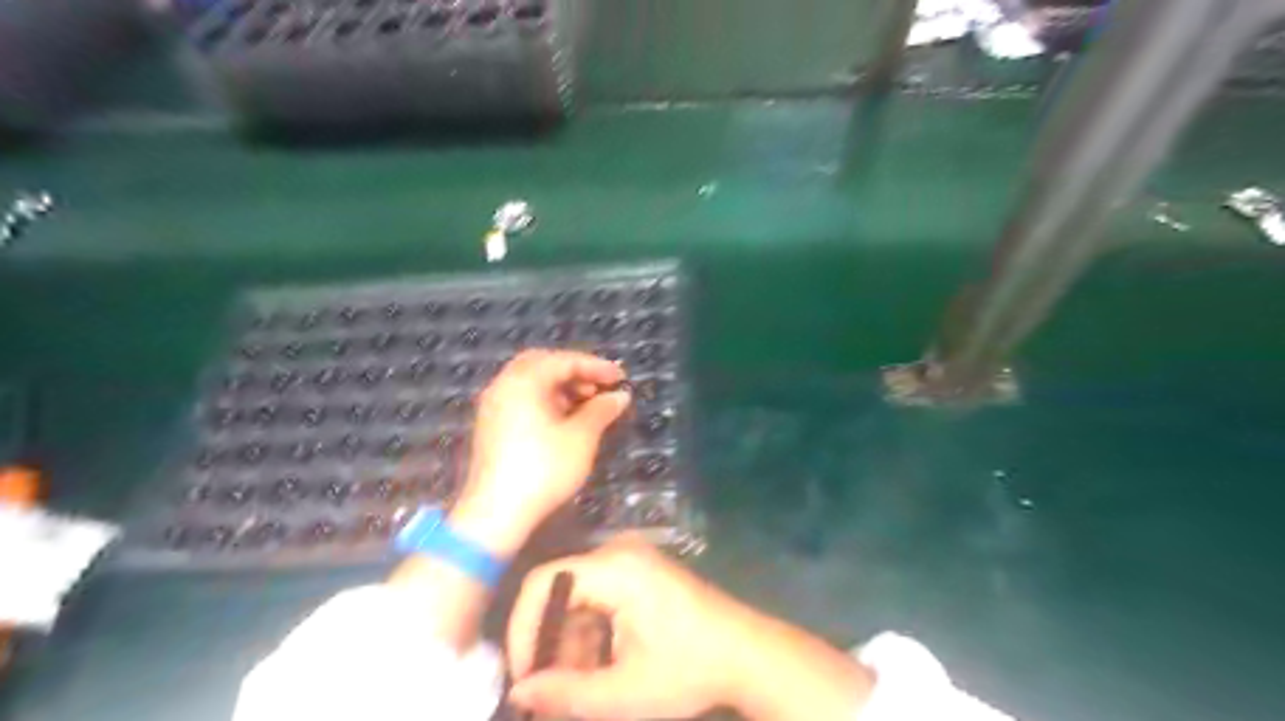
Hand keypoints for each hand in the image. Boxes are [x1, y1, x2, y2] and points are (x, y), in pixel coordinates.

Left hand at [452, 350, 629, 557]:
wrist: (496, 513)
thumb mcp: (580, 438)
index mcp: (522, 381)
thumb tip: (620, 396)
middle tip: (600, 385)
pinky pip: (522, 399)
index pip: (563, 361)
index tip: (621, 377)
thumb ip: (601, 410)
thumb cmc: (543, 469)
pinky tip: (565, 420)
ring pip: (531, 382)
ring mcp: (493, 406)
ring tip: (588, 404)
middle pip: (542, 364)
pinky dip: (546, 400)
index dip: (595, 366)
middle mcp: (503, 386)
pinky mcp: (491, 426)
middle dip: (574, 371)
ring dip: (561, 387)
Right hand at [508, 537, 754, 718]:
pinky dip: (593, 634)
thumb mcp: (623, 692)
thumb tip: (517, 692)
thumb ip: (564, 692)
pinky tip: (602, 669)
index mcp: (615, 567)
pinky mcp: (642, 571)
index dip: (523, 629)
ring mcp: (633, 559)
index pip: (543, 583)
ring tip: (580, 689)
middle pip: (561, 592)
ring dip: (573, 645)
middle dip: (552, 645)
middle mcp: (619, 551)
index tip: (523, 676)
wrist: (748, 655)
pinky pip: (600, 598)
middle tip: (550, 692)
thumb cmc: (688, 670)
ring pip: (579, 599)